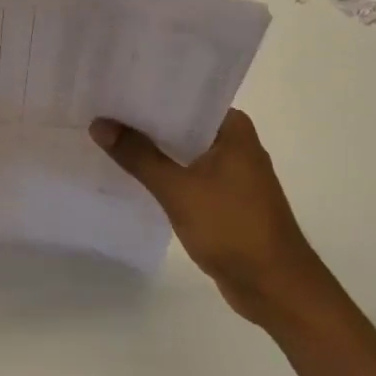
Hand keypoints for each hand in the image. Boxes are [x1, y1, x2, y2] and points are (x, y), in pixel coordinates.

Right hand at [90, 109, 324, 323]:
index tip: (112, 86)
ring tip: (106, 137)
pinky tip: (130, 173)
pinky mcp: (224, 198)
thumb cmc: (233, 228)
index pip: (183, 97)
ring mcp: (231, 172)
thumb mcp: (178, 190)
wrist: (276, 289)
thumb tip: (99, 124)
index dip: (147, 92)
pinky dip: (163, 173)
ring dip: (151, 149)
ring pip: (182, 151)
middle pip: (180, 123)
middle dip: (143, 121)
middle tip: (99, 110)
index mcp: (232, 128)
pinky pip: (186, 175)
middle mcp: (234, 142)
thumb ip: (138, 156)